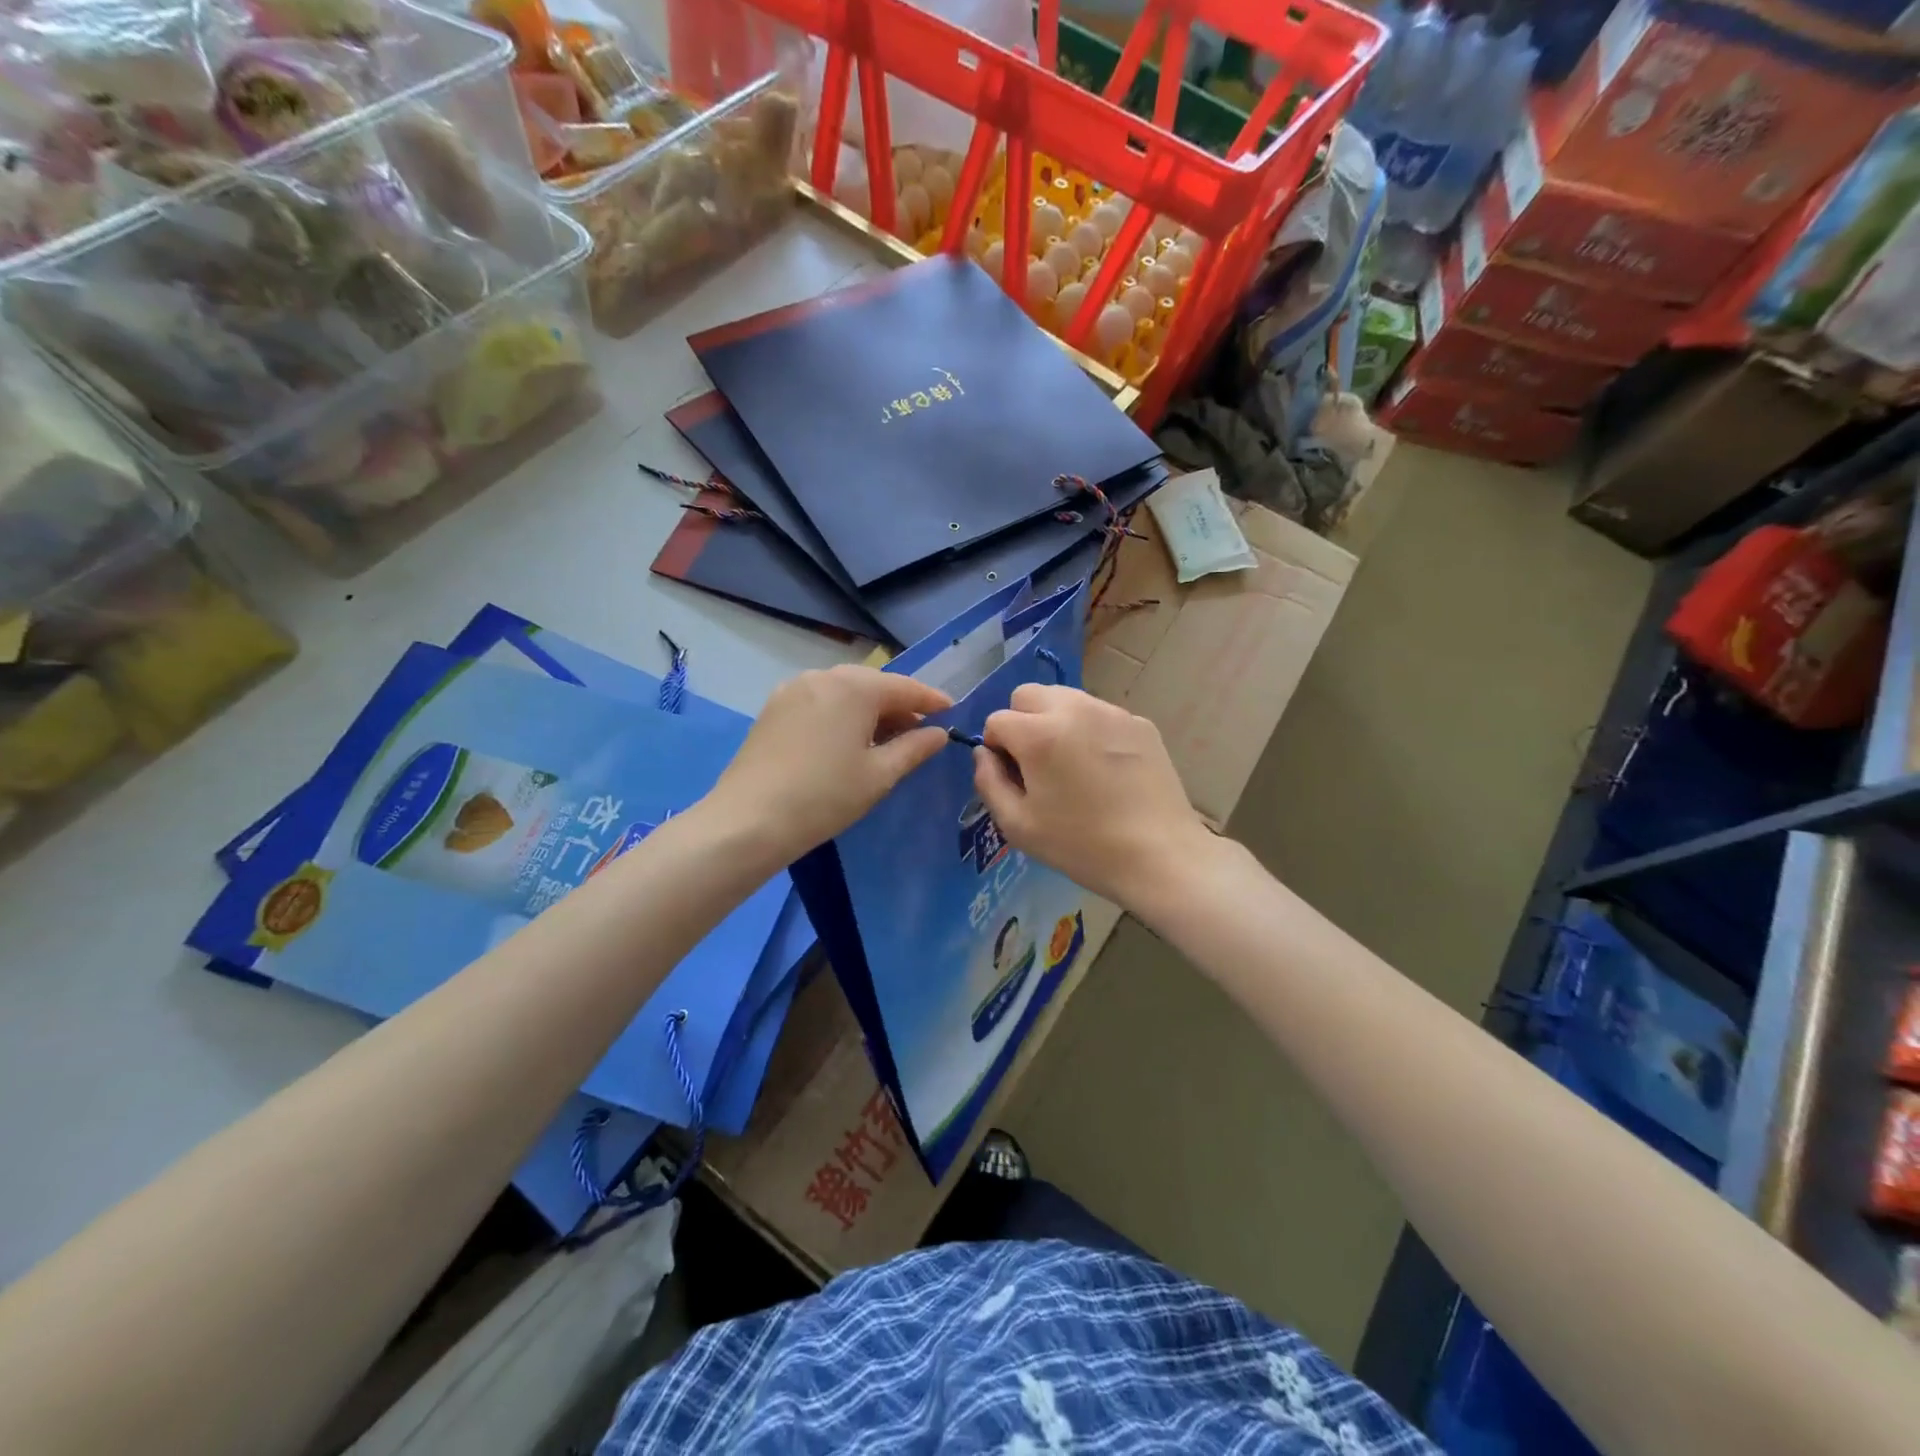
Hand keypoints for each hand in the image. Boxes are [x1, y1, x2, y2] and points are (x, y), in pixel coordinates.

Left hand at [706, 665, 951, 861]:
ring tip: (886, 738)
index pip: (905, 687)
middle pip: (873, 684)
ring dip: (869, 709)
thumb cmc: (825, 796)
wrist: (749, 820)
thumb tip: (939, 733)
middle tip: (920, 730)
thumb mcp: (879, 775)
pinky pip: (820, 701)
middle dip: (899, 704)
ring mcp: (793, 689)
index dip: (931, 700)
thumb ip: (914, 748)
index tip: (952, 711)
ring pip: (844, 691)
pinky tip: (848, 739)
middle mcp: (823, 676)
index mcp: (854, 687)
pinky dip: (842, 713)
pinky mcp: (774, 707)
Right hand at [972, 683, 1212, 907]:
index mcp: (1039, 733)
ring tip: (1072, 765)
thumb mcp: (1018, 825)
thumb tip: (984, 753)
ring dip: (1056, 722)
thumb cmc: (1081, 845)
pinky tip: (1106, 770)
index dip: (997, 749)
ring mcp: (1111, 712)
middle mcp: (1073, 709)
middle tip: (1038, 764)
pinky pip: (1099, 714)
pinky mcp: (1140, 722)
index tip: (1014, 777)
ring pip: (1066, 699)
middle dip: (1022, 722)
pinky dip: (1091, 731)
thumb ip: (988, 781)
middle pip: (1028, 695)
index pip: (997, 720)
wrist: (1159, 855)